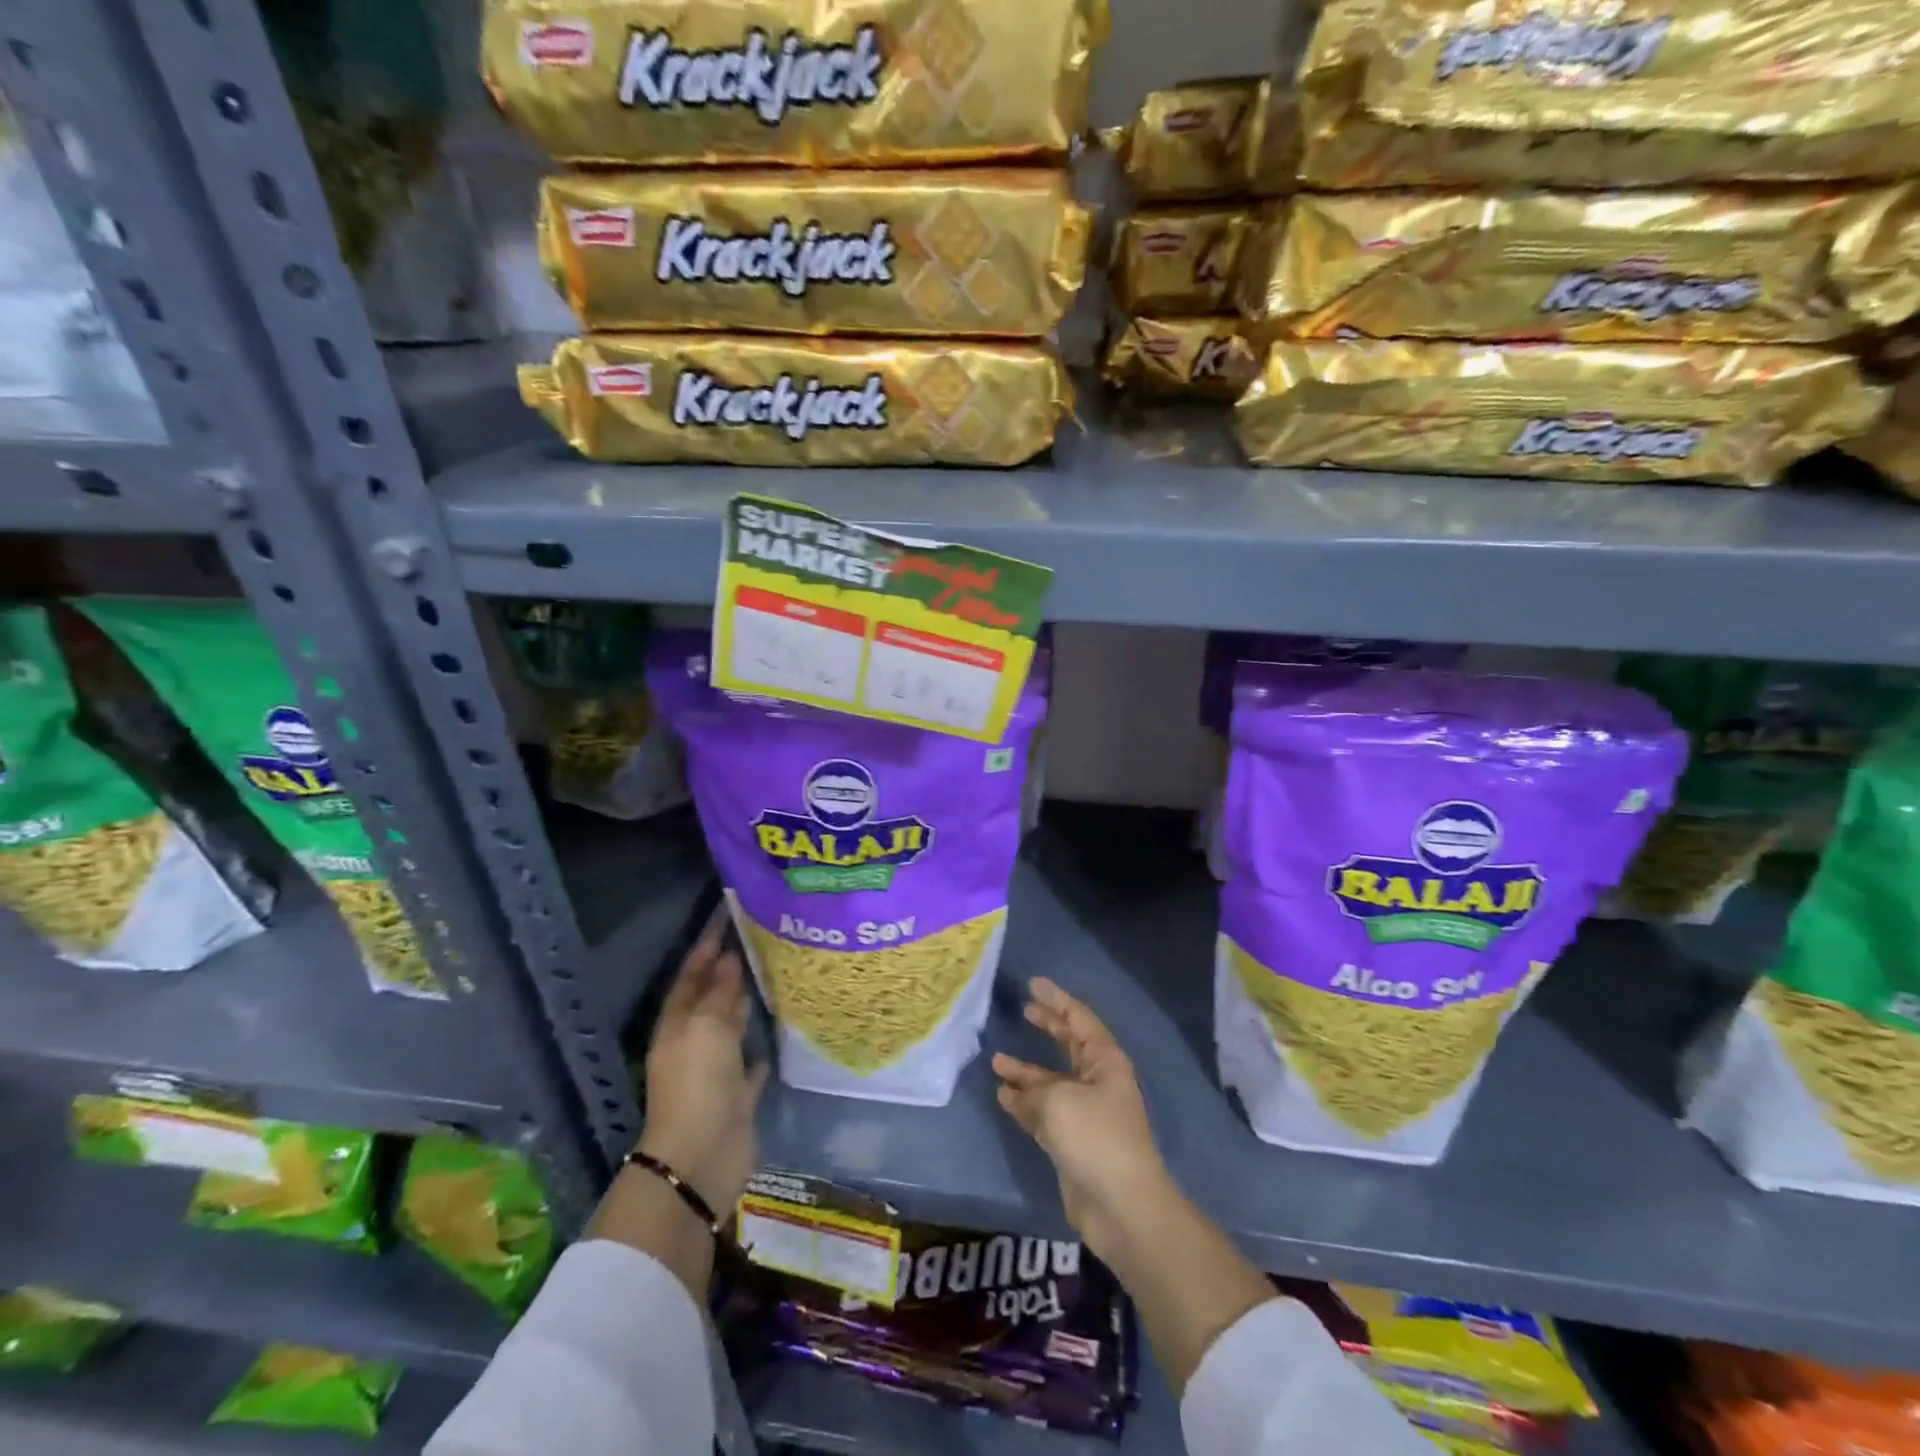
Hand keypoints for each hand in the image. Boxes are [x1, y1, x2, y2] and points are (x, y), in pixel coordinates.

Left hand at [639, 918, 769, 1214]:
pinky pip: (752, 1060)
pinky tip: (781, 1026)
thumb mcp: (706, 1028)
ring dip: (748, 1002)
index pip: (692, 973)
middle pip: (713, 996)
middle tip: (763, 936)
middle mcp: (695, 1040)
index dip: (707, 944)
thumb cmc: (698, 1083)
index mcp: (678, 1023)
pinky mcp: (739, 1093)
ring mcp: (717, 1068)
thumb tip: (730, 958)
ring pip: (733, 1025)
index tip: (728, 914)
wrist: (702, 1158)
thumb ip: (720, 992)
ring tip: (778, 971)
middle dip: (731, 969)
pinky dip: (762, 1044)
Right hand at [992, 978, 1171, 1261]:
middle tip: (1023, 1009)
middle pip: (1068, 1045)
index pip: (1079, 1018)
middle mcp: (1097, 1081)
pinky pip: (1044, 1111)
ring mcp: (1085, 1112)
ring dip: (1026, 1071)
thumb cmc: (1095, 1138)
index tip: (1034, 983)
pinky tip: (1002, 1095)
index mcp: (1105, 1061)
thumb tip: (1015, 1090)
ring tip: (996, 1060)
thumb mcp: (1058, 1100)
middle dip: (1047, 1027)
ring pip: (1051, 1080)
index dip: (1056, 999)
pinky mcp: (1072, 1141)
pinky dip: (1024, 1103)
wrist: (1121, 1206)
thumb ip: (1032, 1088)